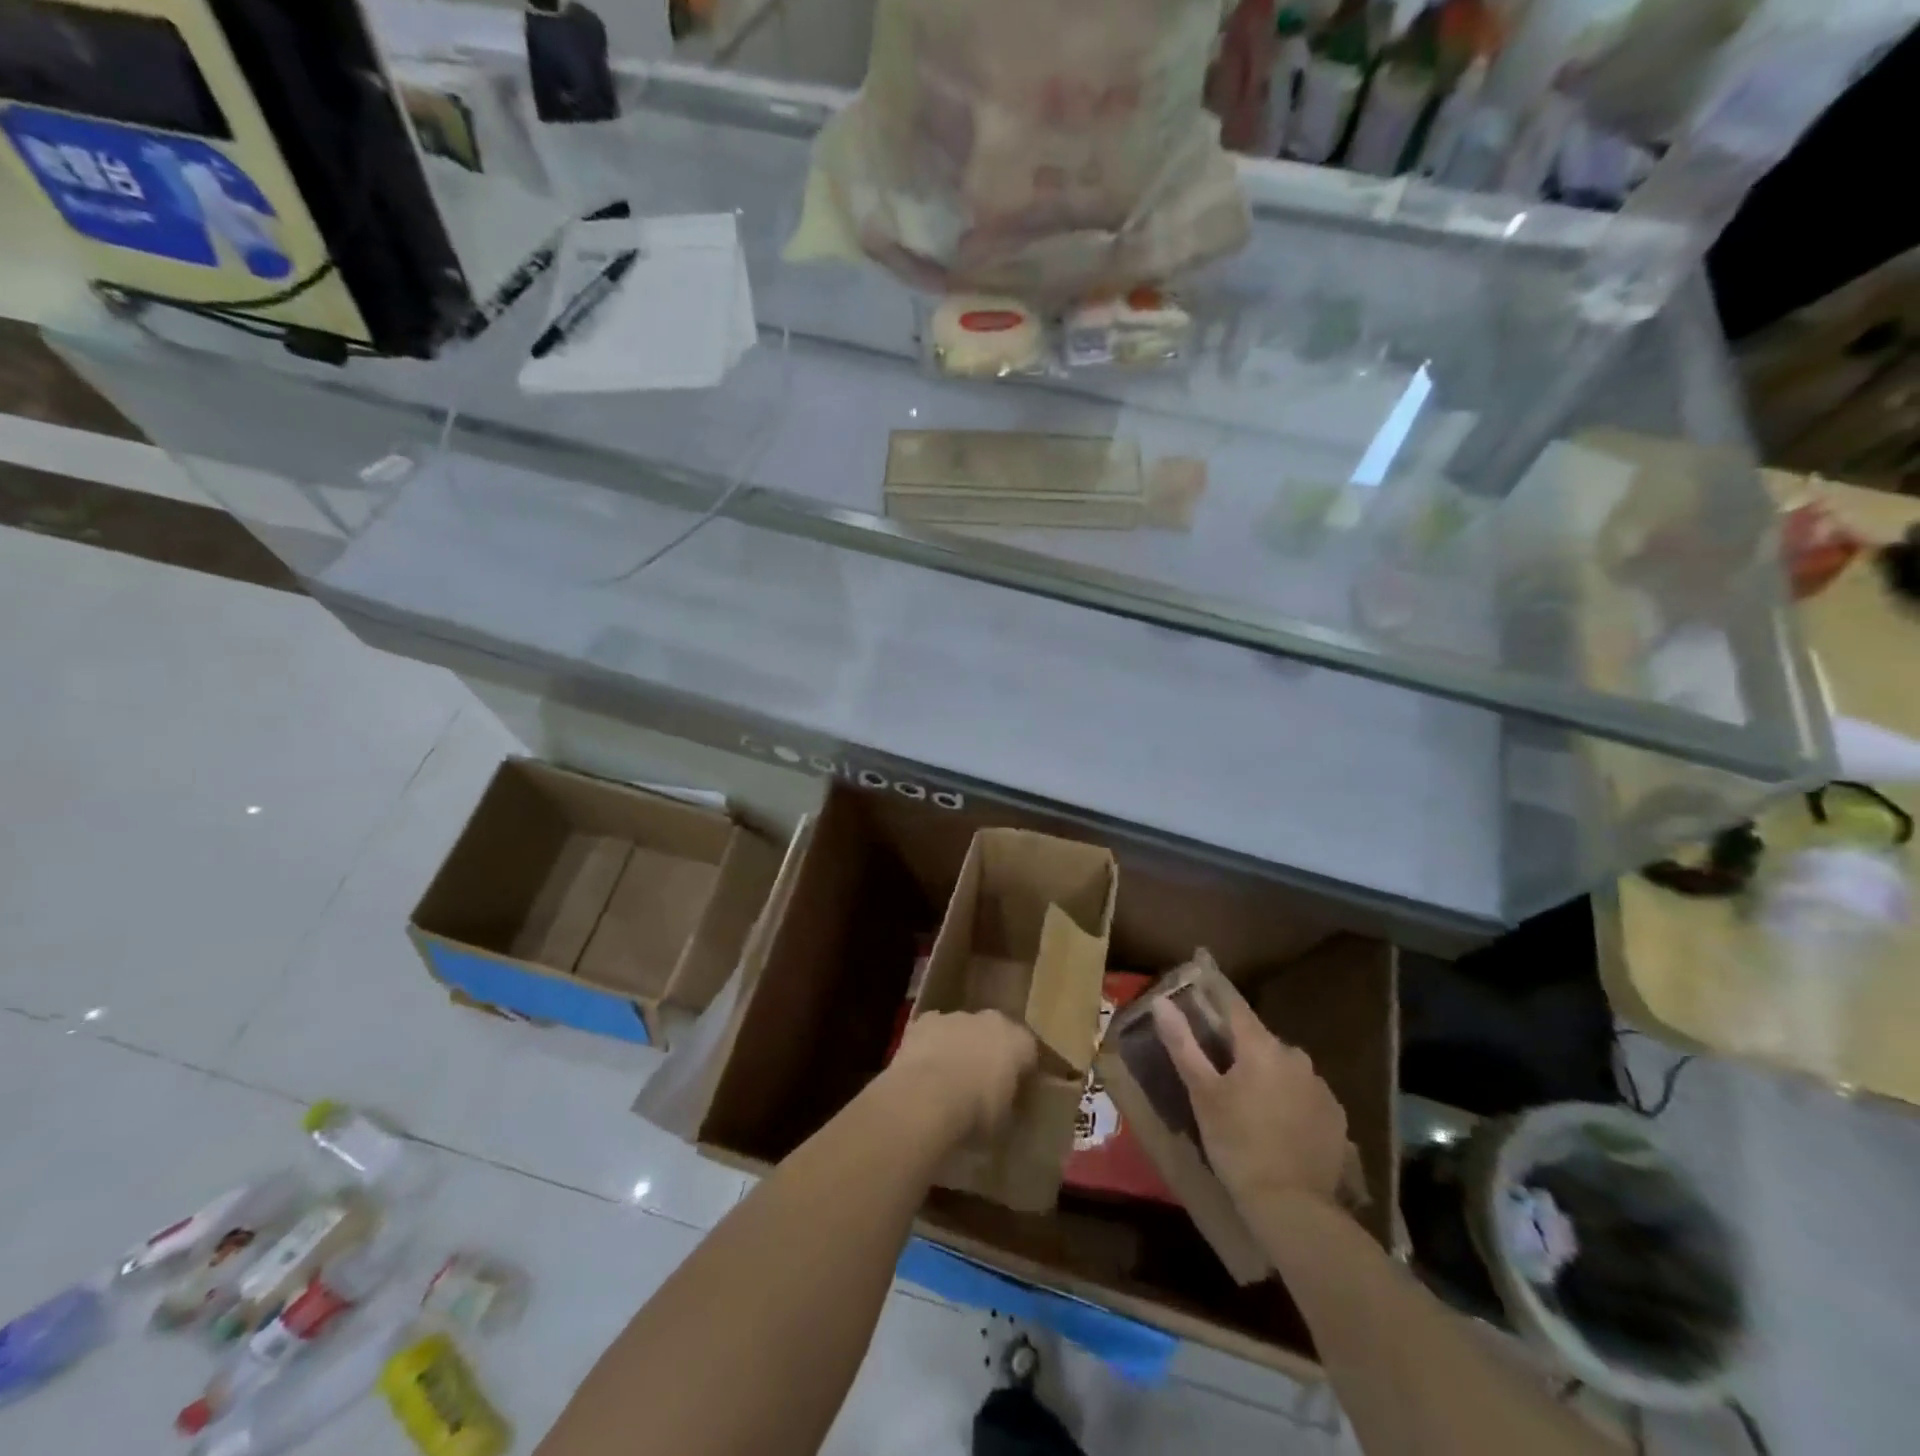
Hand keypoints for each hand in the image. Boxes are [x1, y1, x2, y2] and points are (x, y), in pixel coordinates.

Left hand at [888, 1010, 1037, 1144]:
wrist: (928, 1097)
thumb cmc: (977, 1113)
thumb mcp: (1006, 1122)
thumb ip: (1012, 1106)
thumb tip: (1008, 1107)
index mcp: (1019, 1041)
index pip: (1029, 1053)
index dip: (1022, 1073)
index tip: (1015, 1094)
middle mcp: (991, 1020)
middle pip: (995, 1033)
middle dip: (990, 1053)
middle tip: (982, 1083)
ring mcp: (956, 1017)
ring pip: (963, 1029)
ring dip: (960, 1046)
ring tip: (949, 1080)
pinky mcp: (925, 1021)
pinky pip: (932, 1031)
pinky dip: (931, 1045)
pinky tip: (923, 1069)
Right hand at [1151, 983, 1347, 1211]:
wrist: (1294, 1208)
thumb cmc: (1237, 1143)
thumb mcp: (1202, 1093)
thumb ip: (1183, 1044)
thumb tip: (1162, 1002)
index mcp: (1261, 1046)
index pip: (1234, 1004)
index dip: (1214, 987)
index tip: (1201, 965)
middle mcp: (1296, 1057)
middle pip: (1259, 1039)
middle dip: (1238, 1045)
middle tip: (1216, 1065)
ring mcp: (1320, 1088)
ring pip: (1282, 1067)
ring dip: (1264, 1073)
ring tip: (1245, 1100)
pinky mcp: (1336, 1118)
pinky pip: (1303, 1094)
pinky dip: (1287, 1098)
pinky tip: (1275, 1123)